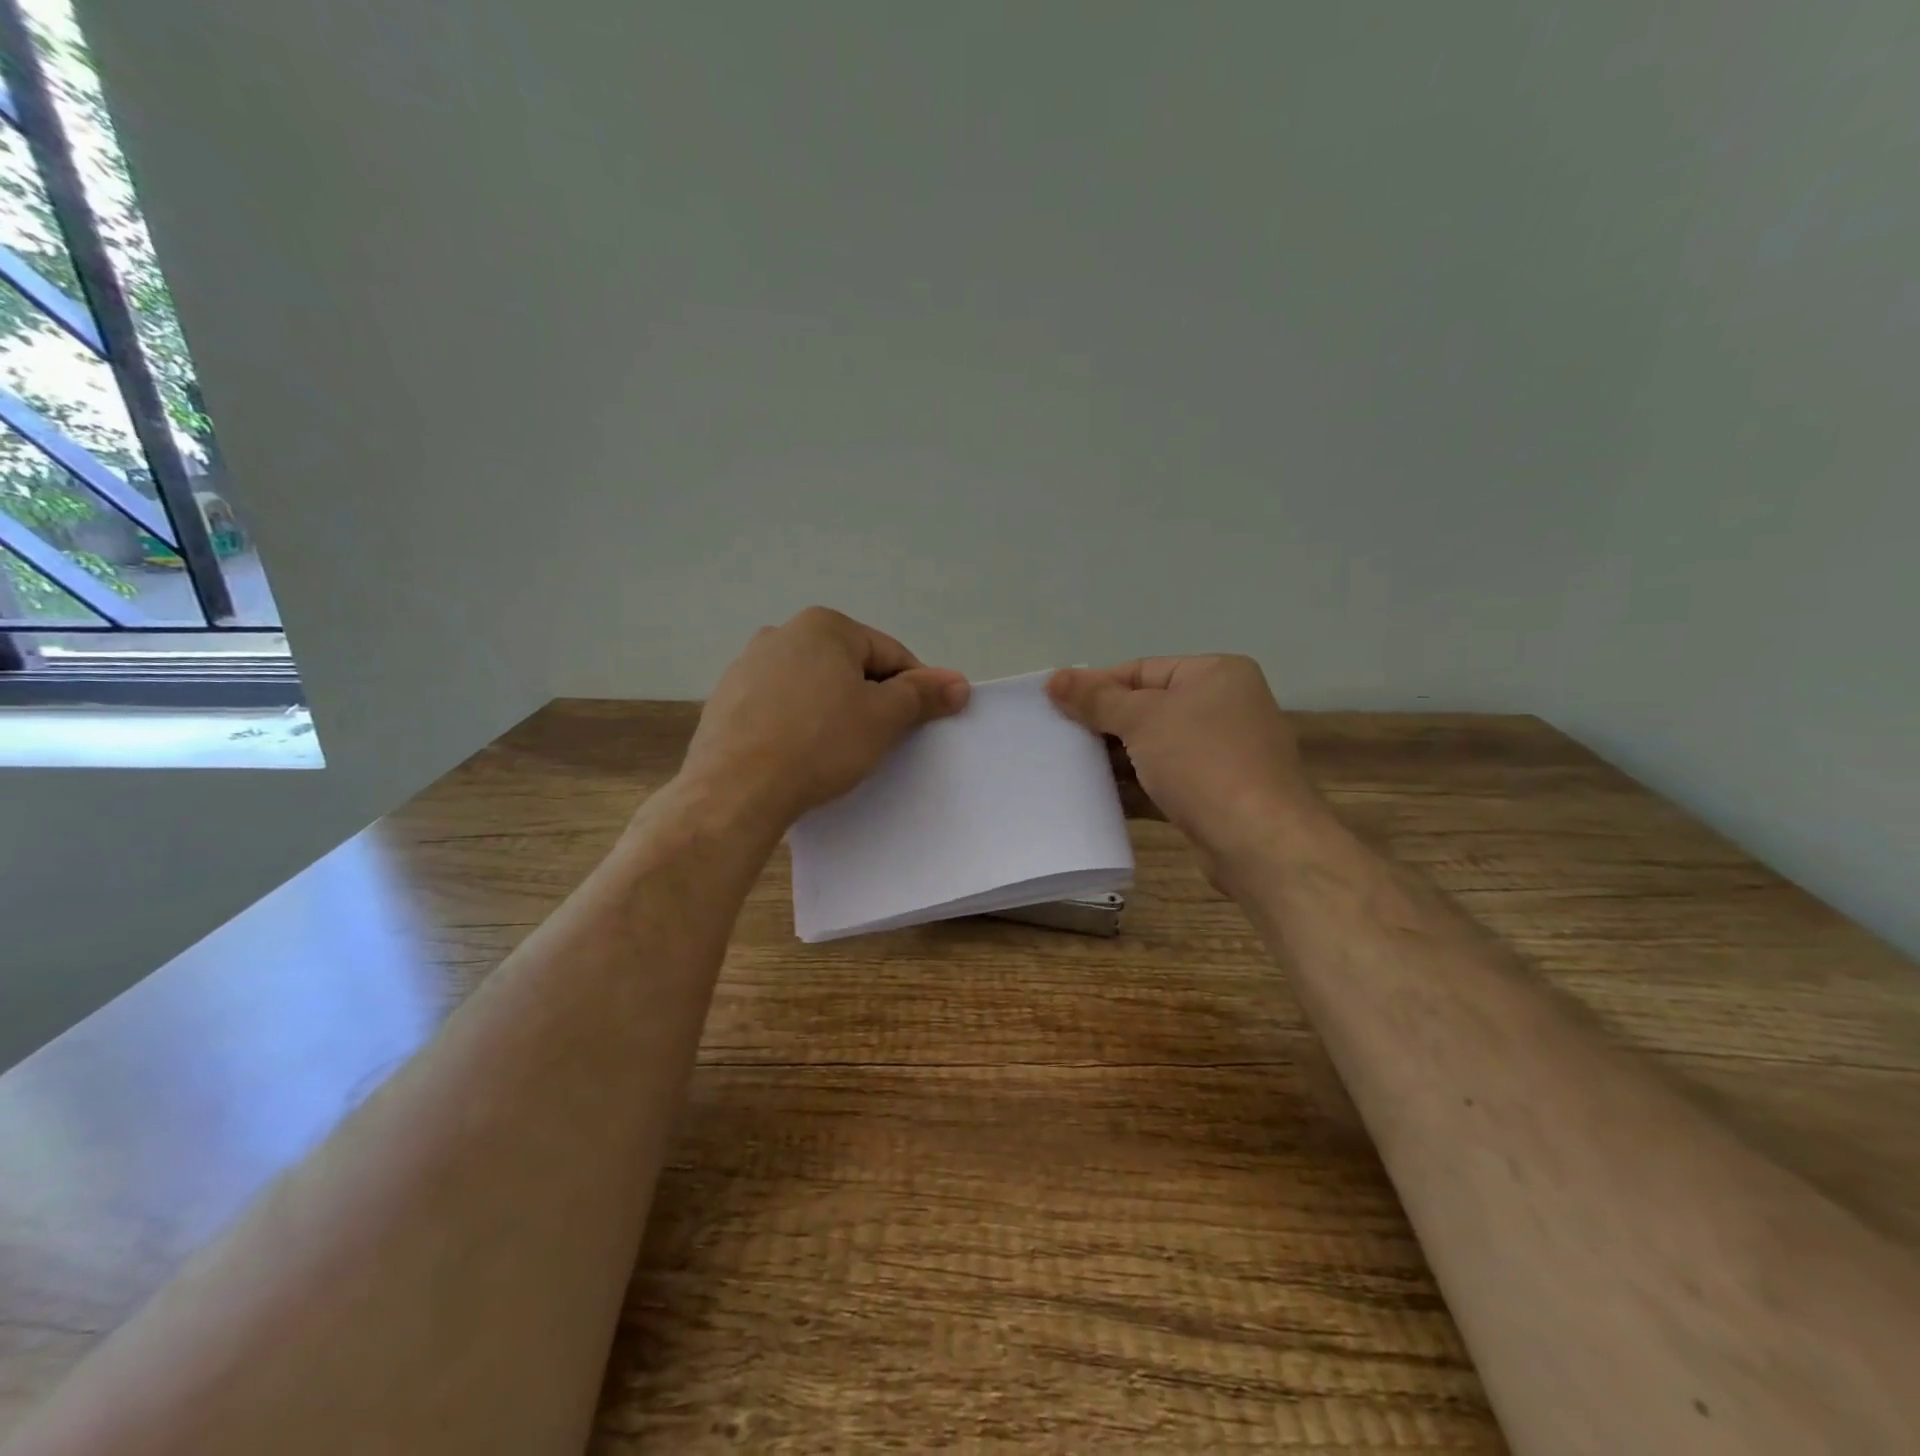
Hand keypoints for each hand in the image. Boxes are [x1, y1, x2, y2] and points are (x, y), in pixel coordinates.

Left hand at [680, 607, 969, 831]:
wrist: (735, 789)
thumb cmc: (819, 744)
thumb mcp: (883, 718)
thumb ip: (923, 695)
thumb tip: (959, 682)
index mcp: (824, 626)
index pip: (891, 654)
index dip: (915, 689)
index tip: (921, 724)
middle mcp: (781, 633)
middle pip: (850, 667)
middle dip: (872, 699)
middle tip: (883, 741)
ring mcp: (747, 666)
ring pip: (814, 687)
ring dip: (835, 711)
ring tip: (841, 752)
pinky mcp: (726, 700)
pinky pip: (781, 706)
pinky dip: (799, 724)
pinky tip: (802, 755)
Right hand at [1047, 656, 1315, 875]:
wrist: (1259, 842)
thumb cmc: (1202, 762)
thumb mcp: (1143, 720)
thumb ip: (1096, 699)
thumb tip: (1054, 678)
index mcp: (1216, 674)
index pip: (1142, 670)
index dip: (1097, 686)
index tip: (1054, 704)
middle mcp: (1224, 707)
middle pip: (1148, 708)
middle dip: (1104, 725)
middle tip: (1057, 737)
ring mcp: (1221, 754)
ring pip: (1154, 748)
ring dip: (1115, 759)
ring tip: (1068, 766)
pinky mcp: (1214, 795)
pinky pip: (1163, 781)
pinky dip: (1134, 787)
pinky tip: (1096, 797)